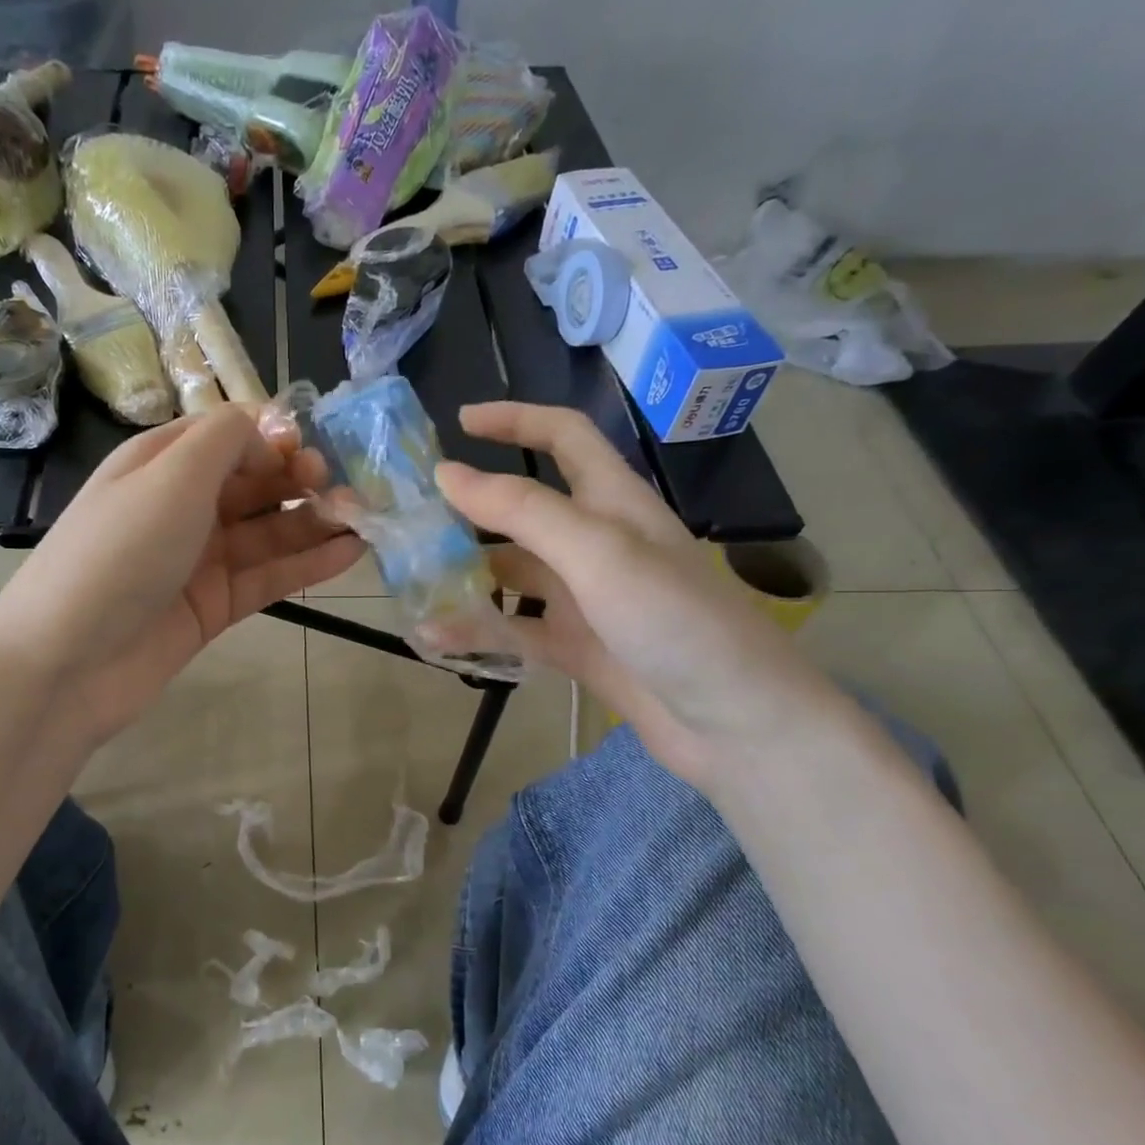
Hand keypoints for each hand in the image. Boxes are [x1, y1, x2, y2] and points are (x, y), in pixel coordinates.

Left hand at [0, 406, 364, 744]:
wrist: (68, 661)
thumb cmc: (119, 551)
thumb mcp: (171, 475)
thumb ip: (226, 439)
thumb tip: (271, 433)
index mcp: (161, 463)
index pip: (227, 435)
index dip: (272, 437)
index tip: (310, 450)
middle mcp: (181, 506)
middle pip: (252, 483)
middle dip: (299, 479)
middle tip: (343, 488)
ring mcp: (198, 560)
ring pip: (267, 532)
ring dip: (313, 522)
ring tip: (363, 518)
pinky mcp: (213, 607)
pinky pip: (267, 577)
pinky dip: (306, 565)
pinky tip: (350, 554)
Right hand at [436, 402, 843, 787]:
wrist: (734, 724)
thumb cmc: (675, 621)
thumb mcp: (598, 553)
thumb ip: (522, 511)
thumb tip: (446, 474)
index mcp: (614, 502)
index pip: (563, 436)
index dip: (515, 420)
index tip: (459, 422)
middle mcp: (596, 543)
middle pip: (524, 511)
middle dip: (470, 510)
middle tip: (410, 519)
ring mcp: (585, 599)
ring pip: (512, 575)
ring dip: (465, 577)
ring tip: (409, 583)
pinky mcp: (576, 647)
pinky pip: (515, 630)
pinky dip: (478, 632)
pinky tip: (435, 640)